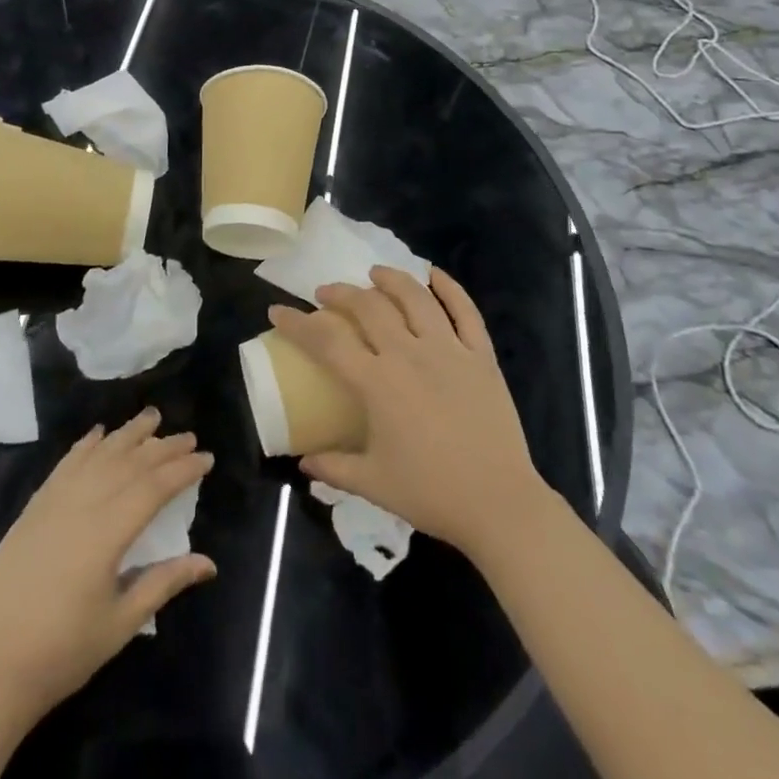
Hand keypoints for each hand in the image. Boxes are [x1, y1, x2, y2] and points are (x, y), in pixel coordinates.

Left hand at [0, 410, 215, 719]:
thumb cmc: (63, 651)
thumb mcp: (121, 623)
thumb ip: (163, 583)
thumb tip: (208, 563)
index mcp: (107, 532)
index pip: (153, 488)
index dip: (182, 470)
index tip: (206, 458)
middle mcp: (82, 505)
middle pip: (129, 464)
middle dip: (162, 447)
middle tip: (188, 436)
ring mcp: (54, 502)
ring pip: (98, 455)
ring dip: (127, 434)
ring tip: (151, 417)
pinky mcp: (34, 508)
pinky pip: (65, 465)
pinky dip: (85, 446)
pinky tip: (98, 435)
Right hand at [268, 267, 548, 564]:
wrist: (501, 505)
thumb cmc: (432, 493)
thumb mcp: (373, 485)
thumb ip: (333, 468)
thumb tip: (302, 462)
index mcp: (377, 383)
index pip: (327, 340)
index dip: (298, 323)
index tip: (278, 311)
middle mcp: (409, 354)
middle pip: (368, 307)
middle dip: (341, 293)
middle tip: (326, 293)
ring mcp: (449, 350)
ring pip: (415, 298)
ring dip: (390, 279)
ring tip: (374, 273)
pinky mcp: (481, 356)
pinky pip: (465, 311)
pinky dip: (450, 288)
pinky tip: (434, 275)